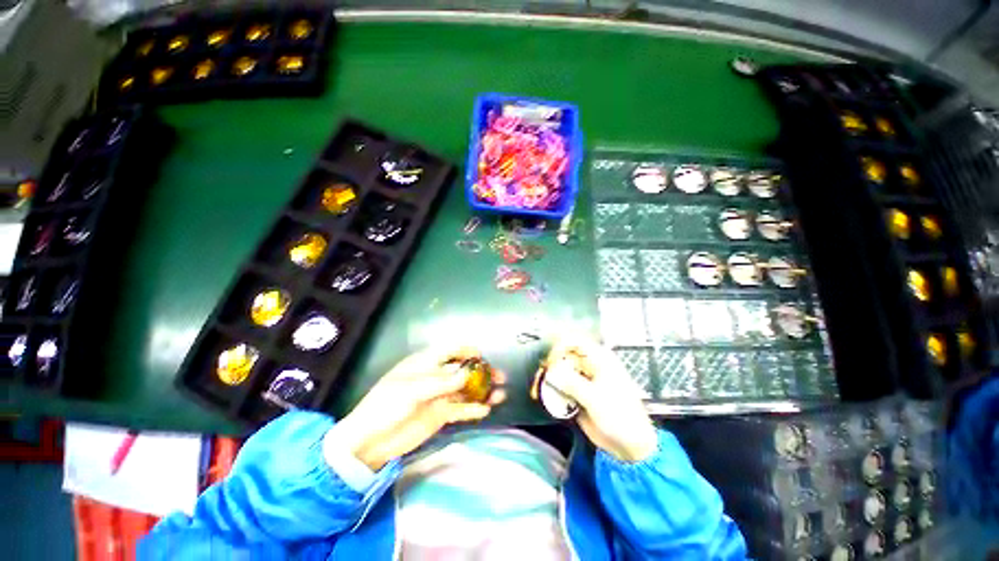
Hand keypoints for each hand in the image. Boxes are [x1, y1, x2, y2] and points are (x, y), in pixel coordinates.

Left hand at [333, 346, 505, 469]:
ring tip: (500, 395)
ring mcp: (440, 396)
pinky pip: (461, 409)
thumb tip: (467, 374)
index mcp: (426, 363)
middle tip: (500, 377)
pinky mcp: (441, 414)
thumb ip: (441, 382)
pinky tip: (486, 411)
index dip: (467, 350)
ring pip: (466, 390)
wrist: (370, 441)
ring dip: (483, 391)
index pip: (450, 350)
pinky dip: (473, 409)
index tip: (482, 356)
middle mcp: (436, 376)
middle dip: (482, 372)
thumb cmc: (386, 405)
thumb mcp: (411, 390)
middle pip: (464, 370)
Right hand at [541, 335, 656, 461]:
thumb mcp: (595, 398)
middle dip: (550, 363)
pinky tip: (544, 395)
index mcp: (599, 359)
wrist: (630, 445)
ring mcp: (583, 380)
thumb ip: (572, 383)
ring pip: (559, 370)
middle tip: (541, 375)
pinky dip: (551, 389)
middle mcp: (589, 365)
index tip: (549, 360)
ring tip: (539, 387)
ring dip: (548, 377)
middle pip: (564, 355)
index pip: (574, 341)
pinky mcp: (577, 394)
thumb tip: (551, 371)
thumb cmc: (620, 416)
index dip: (559, 346)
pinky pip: (560, 386)